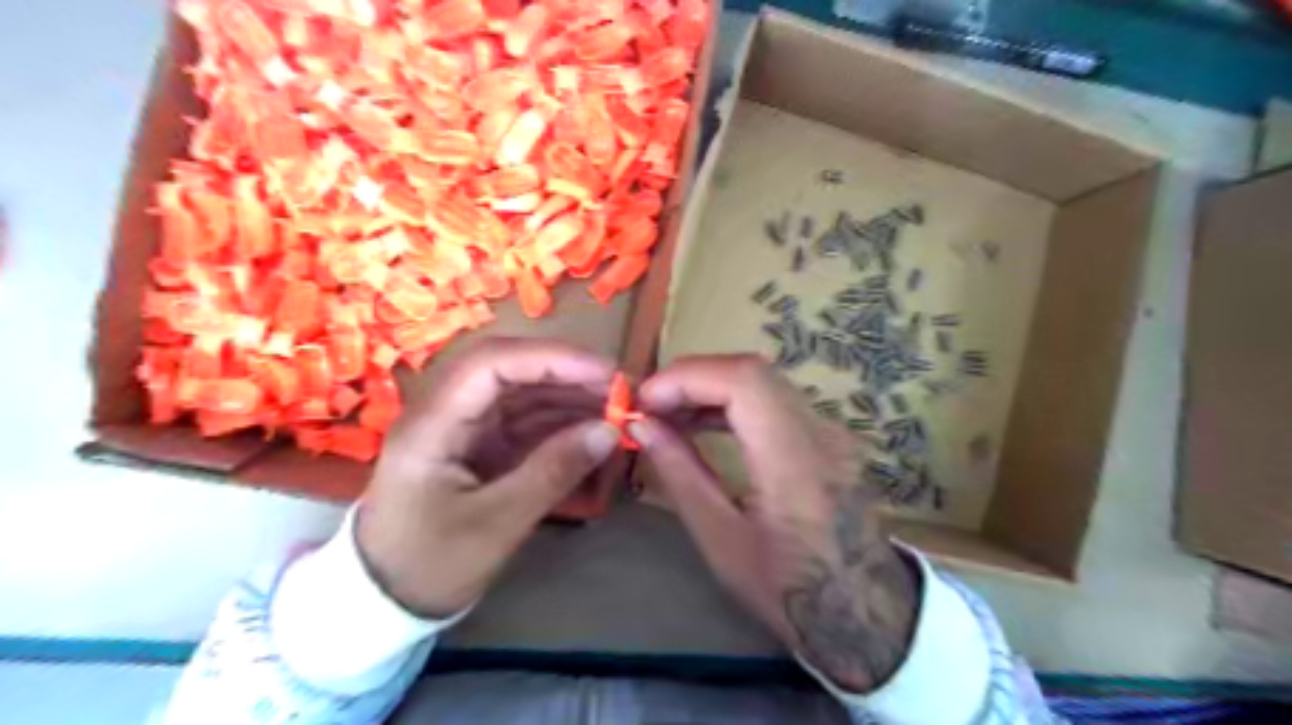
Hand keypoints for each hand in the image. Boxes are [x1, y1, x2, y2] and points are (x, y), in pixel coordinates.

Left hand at [353, 337, 616, 617]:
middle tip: (618, 390)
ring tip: (615, 408)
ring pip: (520, 393)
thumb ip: (553, 472)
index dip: (551, 359)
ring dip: (567, 396)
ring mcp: (462, 428)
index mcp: (432, 425)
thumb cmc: (430, 566)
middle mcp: (445, 412)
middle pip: (509, 370)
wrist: (385, 602)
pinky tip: (591, 429)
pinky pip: (523, 421)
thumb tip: (609, 431)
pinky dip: (559, 423)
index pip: (491, 364)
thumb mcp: (496, 525)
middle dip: (565, 374)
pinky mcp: (477, 445)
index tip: (604, 373)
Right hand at [634, 354, 917, 690]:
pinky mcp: (828, 435)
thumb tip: (641, 425)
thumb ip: (680, 474)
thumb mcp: (721, 539)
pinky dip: (733, 401)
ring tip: (669, 414)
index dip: (688, 377)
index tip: (645, 400)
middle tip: (650, 406)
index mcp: (795, 463)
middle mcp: (821, 432)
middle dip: (692, 378)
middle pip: (752, 372)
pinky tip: (704, 423)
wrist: (862, 608)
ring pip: (763, 380)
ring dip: (710, 388)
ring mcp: (831, 430)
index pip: (745, 382)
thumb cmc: (786, 588)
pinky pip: (775, 399)